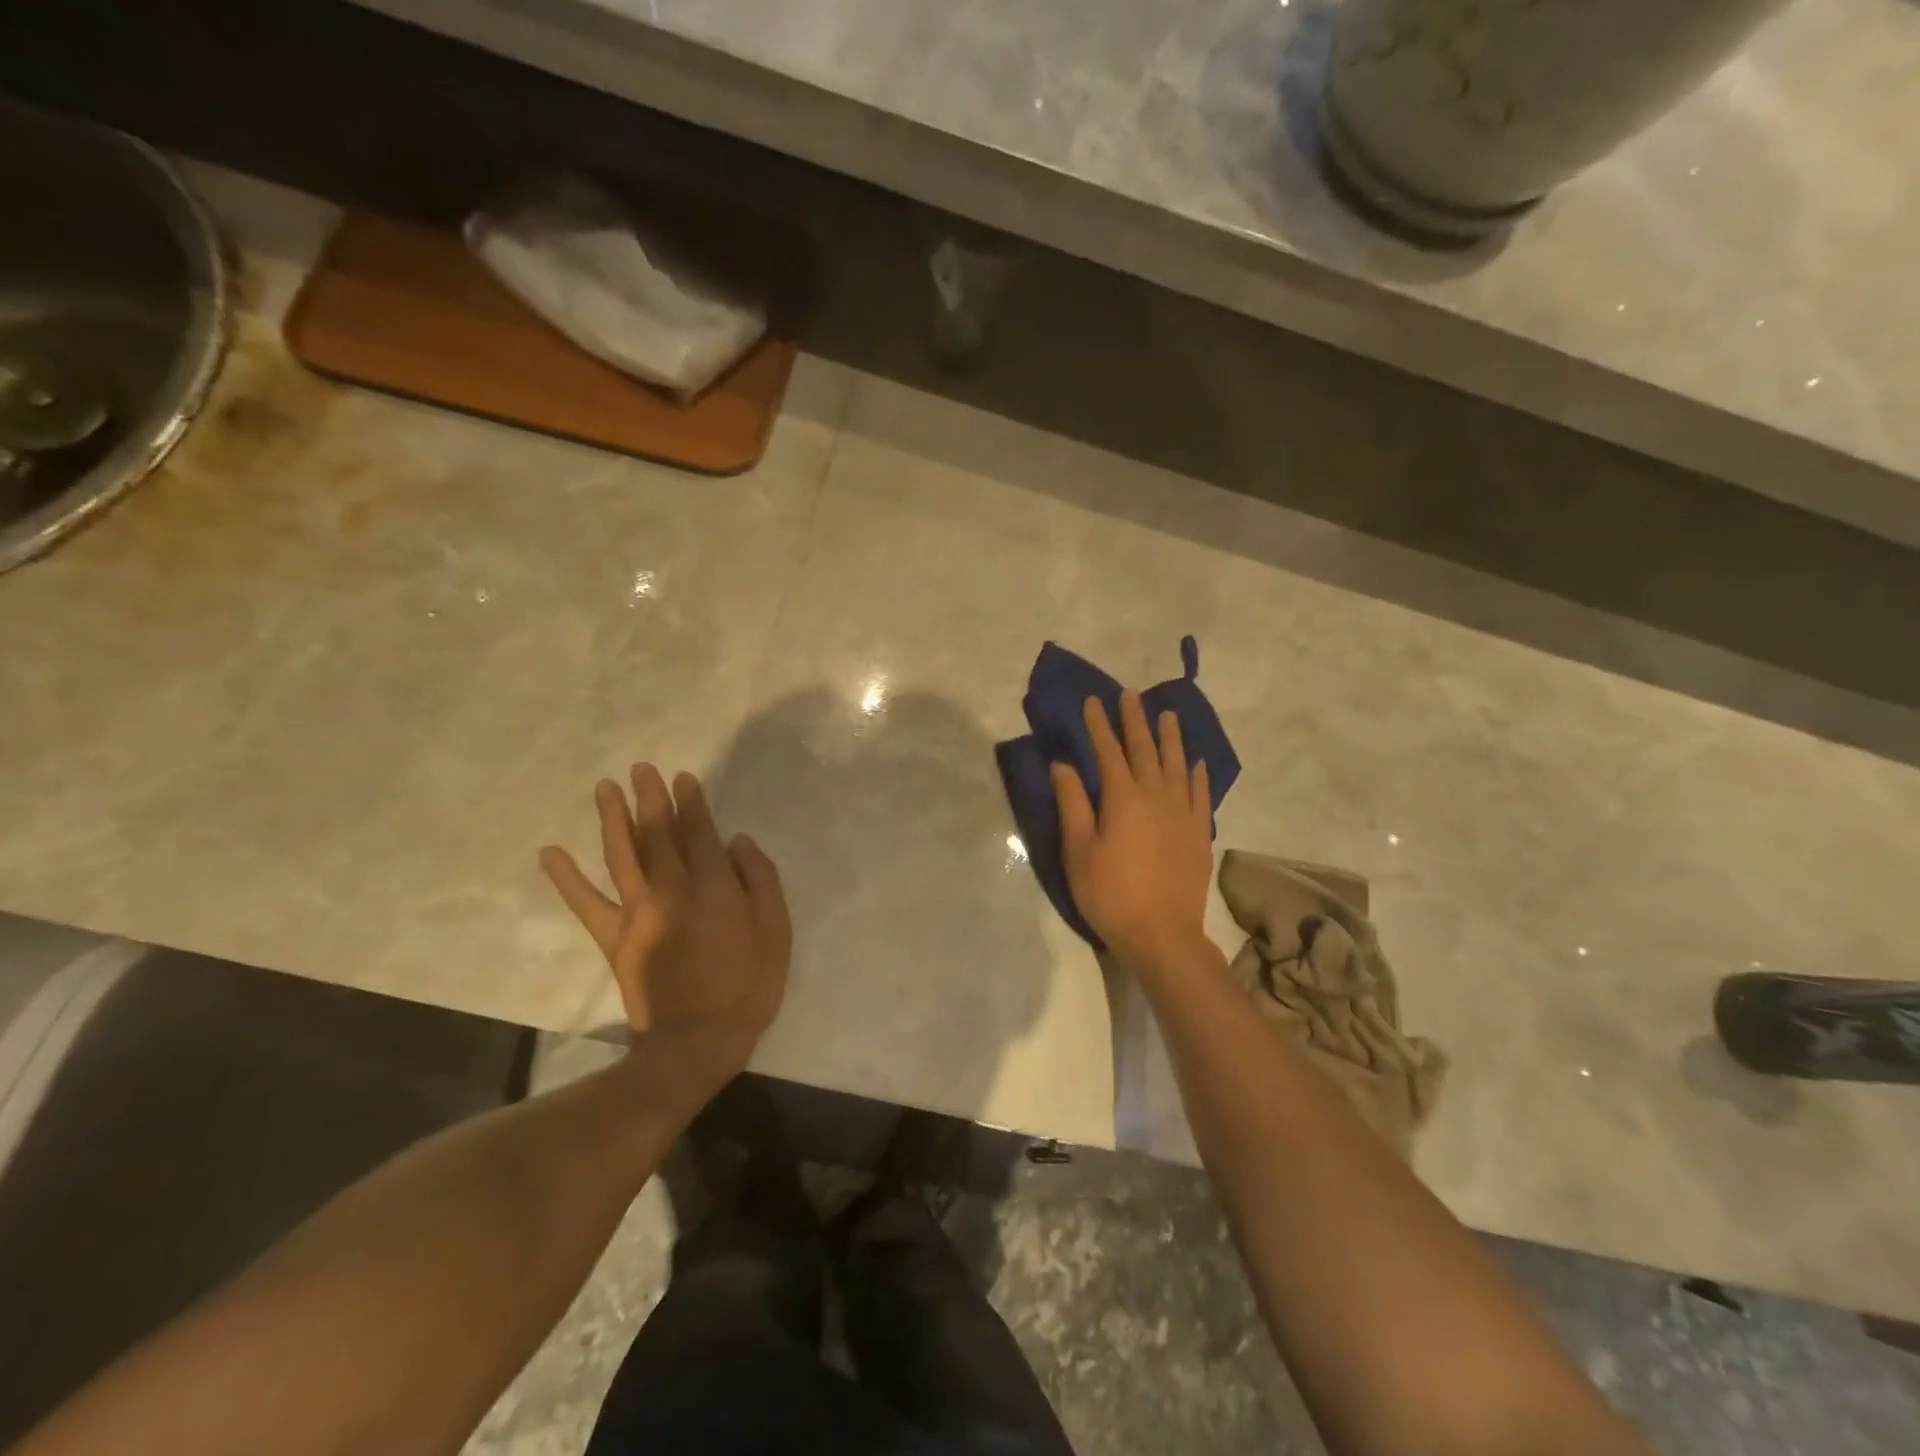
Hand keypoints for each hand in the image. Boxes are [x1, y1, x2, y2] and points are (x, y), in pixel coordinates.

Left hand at [541, 765, 790, 1067]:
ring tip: (604, 788)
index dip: (691, 802)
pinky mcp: (614, 938)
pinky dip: (566, 878)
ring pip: (621, 854)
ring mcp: (637, 911)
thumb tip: (737, 842)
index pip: (699, 831)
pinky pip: (586, 903)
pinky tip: (550, 852)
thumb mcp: (775, 929)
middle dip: (649, 798)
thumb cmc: (747, 984)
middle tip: (641, 768)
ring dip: (611, 818)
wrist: (698, 1041)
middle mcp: (671, 888)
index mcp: (712, 885)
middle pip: (657, 833)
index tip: (682, 778)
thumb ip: (760, 879)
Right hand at [1051, 691, 1214, 972]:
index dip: (1099, 725)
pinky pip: (1200, 792)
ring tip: (1168, 715)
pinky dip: (1197, 773)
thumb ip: (1072, 803)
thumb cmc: (1109, 892)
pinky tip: (1196, 763)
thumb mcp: (1078, 849)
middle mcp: (1156, 795)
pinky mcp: (1199, 832)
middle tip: (1130, 695)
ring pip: (1177, 764)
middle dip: (1135, 720)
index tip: (1093, 701)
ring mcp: (1183, 812)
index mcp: (1122, 797)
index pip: (1107, 751)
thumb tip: (1062, 764)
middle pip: (1145, 749)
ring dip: (1170, 737)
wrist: (1162, 933)